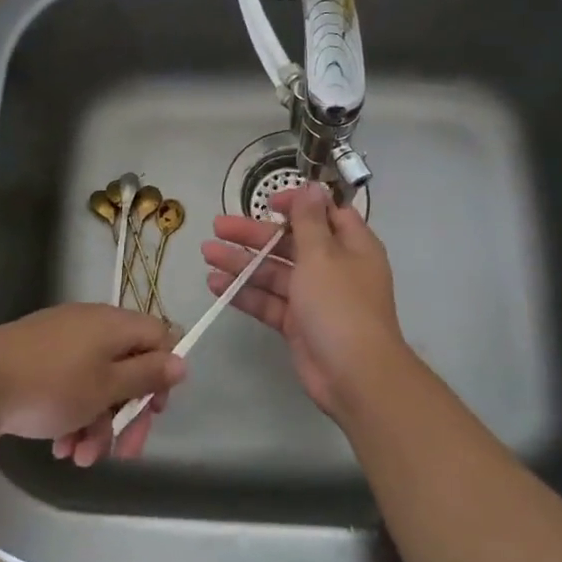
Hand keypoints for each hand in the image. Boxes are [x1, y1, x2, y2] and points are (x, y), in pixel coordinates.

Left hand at [0, 304, 184, 466]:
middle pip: (127, 367)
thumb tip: (181, 361)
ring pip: (97, 384)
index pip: (158, 337)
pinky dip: (71, 417)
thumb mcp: (106, 386)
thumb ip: (147, 374)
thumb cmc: (49, 386)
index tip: (154, 409)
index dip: (163, 374)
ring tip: (79, 458)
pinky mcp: (36, 363)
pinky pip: (69, 388)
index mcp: (112, 324)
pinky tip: (60, 447)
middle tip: (123, 453)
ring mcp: (60, 343)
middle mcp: (90, 327)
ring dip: (97, 424)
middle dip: (126, 414)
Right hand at [202, 185, 413, 417]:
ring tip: (207, 252)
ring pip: (275, 272)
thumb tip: (313, 186)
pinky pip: (269, 302)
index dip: (297, 205)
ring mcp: (315, 298)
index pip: (324, 214)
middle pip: (291, 243)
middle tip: (218, 225)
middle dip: (255, 234)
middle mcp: (334, 268)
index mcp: (351, 246)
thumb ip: (309, 220)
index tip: (268, 202)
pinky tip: (216, 285)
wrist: (354, 375)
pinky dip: (245, 293)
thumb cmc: (340, 305)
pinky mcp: (298, 324)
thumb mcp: (323, 255)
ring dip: (242, 262)